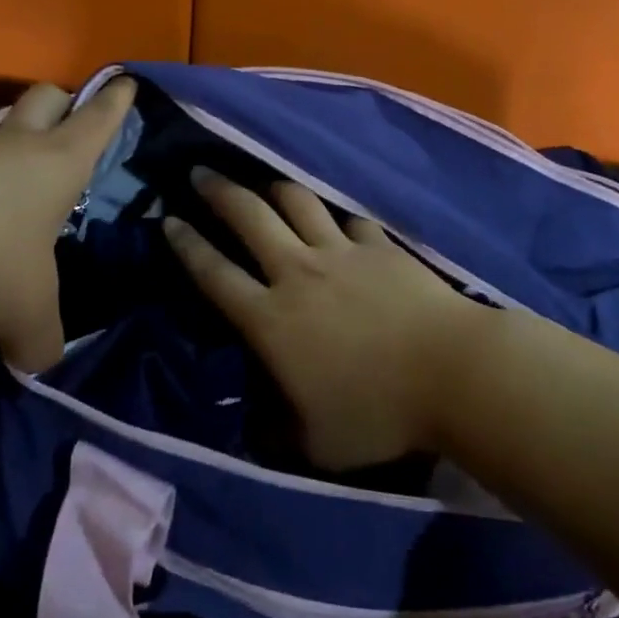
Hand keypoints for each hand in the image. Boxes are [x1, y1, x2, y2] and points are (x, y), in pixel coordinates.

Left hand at [0, 79, 133, 370]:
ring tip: (12, 205)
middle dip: (63, 105)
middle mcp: (13, 145)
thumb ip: (42, 341)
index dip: (117, 101)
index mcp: (57, 162)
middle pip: (45, 98)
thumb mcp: (24, 313)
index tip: (127, 83)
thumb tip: (40, 359)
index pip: (99, 117)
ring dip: (8, 153)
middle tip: (69, 130)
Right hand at [162, 170, 486, 469]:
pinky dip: (336, 217)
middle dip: (218, 192)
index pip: (215, 274)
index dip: (187, 245)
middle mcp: (298, 272)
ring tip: (262, 182)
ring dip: (273, 188)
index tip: (169, 219)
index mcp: (272, 319)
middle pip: (249, 217)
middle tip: (198, 173)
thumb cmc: (379, 413)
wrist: (449, 371)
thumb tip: (259, 425)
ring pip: (297, 203)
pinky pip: (349, 219)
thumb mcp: (316, 443)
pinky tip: (336, 219)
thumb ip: (279, 430)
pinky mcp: (379, 245)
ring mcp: (341, 252)